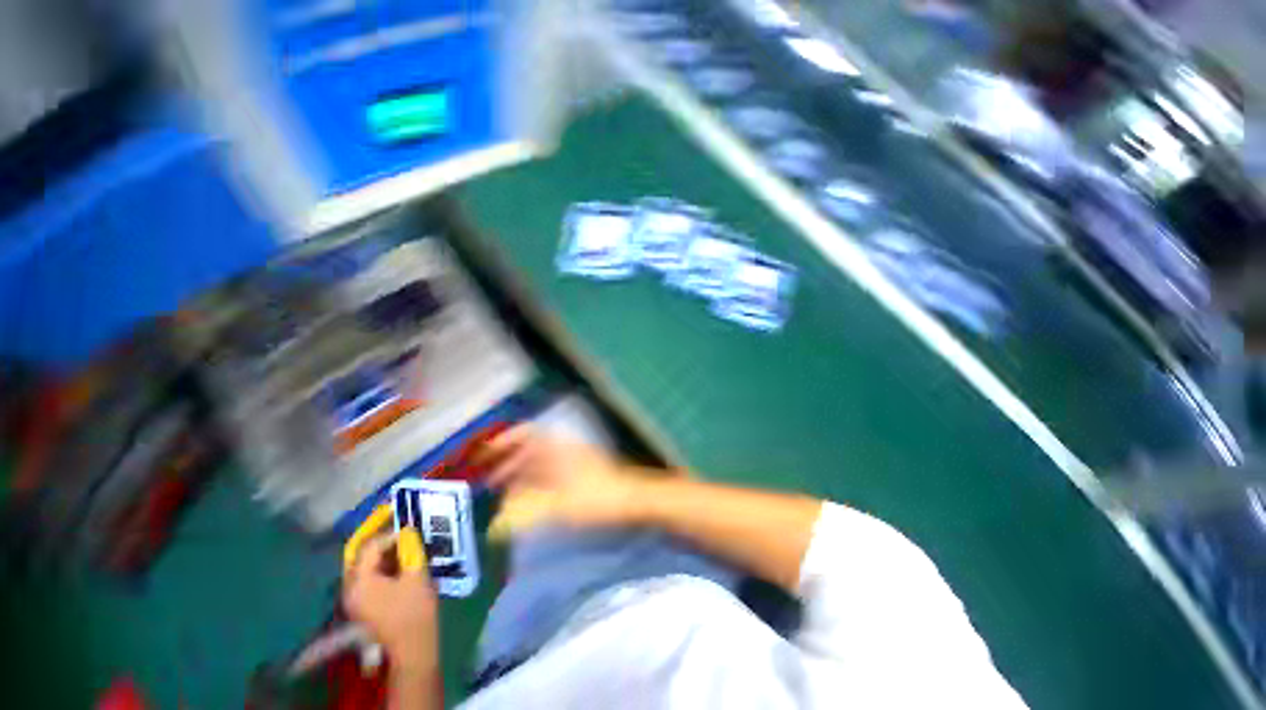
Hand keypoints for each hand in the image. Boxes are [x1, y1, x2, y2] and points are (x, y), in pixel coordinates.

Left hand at [342, 534, 438, 670]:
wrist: (413, 644)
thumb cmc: (414, 607)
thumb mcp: (415, 573)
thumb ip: (409, 549)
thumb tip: (407, 532)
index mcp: (360, 582)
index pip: (369, 548)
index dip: (389, 536)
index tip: (409, 531)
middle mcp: (349, 589)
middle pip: (360, 557)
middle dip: (381, 544)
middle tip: (402, 536)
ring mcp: (354, 600)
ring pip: (363, 568)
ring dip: (381, 556)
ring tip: (402, 549)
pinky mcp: (362, 606)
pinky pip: (367, 579)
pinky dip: (380, 568)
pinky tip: (398, 566)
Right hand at [475, 425, 648, 536]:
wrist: (632, 499)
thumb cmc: (596, 497)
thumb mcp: (558, 506)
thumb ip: (524, 514)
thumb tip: (494, 526)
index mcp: (556, 448)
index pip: (525, 433)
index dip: (502, 441)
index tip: (482, 454)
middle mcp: (562, 449)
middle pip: (529, 449)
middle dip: (506, 462)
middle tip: (485, 480)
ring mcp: (572, 460)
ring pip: (539, 462)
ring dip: (519, 473)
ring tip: (500, 493)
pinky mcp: (579, 473)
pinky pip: (549, 473)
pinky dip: (534, 482)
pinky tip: (527, 499)